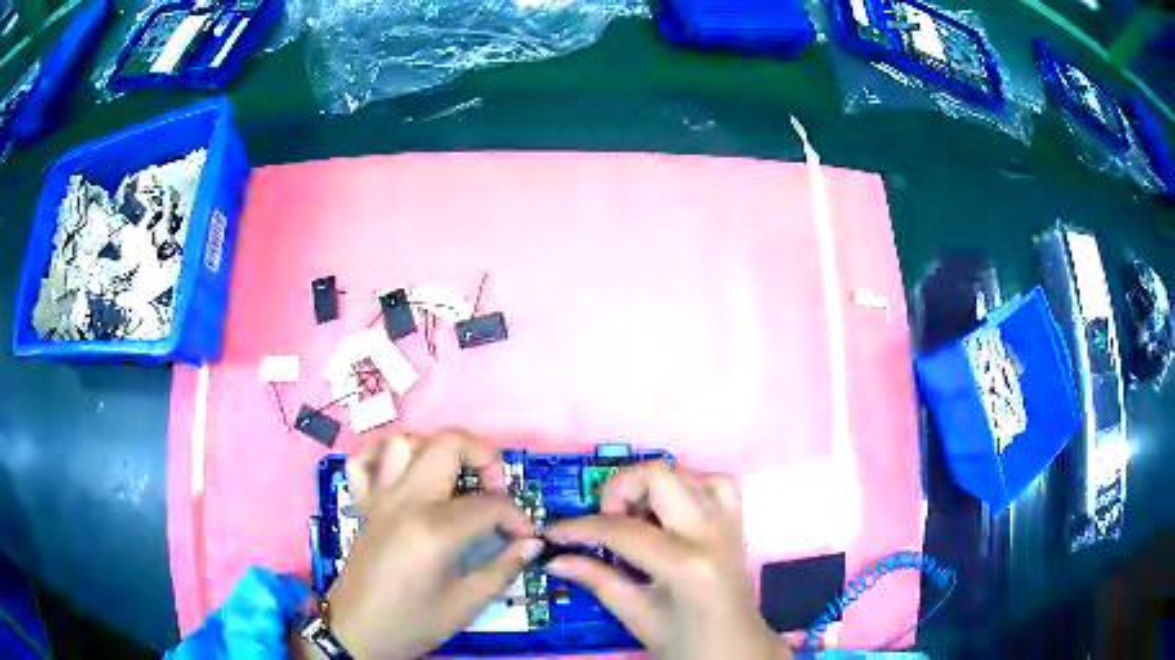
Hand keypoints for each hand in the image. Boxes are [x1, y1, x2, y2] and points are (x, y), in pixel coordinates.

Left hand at [311, 431, 542, 658]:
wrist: (358, 631)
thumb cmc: (413, 622)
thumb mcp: (466, 605)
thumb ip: (502, 569)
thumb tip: (530, 543)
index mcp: (435, 529)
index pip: (489, 504)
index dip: (516, 517)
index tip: (526, 535)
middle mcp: (406, 500)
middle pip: (448, 444)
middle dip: (484, 457)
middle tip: (496, 489)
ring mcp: (380, 497)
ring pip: (406, 441)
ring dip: (436, 450)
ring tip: (454, 479)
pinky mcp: (363, 503)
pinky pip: (365, 460)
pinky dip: (385, 455)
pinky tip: (404, 474)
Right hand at [545, 463, 789, 659]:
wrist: (737, 650)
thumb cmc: (686, 642)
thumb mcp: (637, 617)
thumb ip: (598, 581)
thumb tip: (555, 559)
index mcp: (684, 564)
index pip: (621, 529)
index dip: (579, 528)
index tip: (553, 533)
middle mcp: (710, 531)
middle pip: (658, 475)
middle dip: (619, 490)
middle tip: (604, 522)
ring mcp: (728, 522)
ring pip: (685, 472)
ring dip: (651, 487)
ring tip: (636, 519)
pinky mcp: (737, 522)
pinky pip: (715, 483)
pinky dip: (687, 487)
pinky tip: (671, 513)